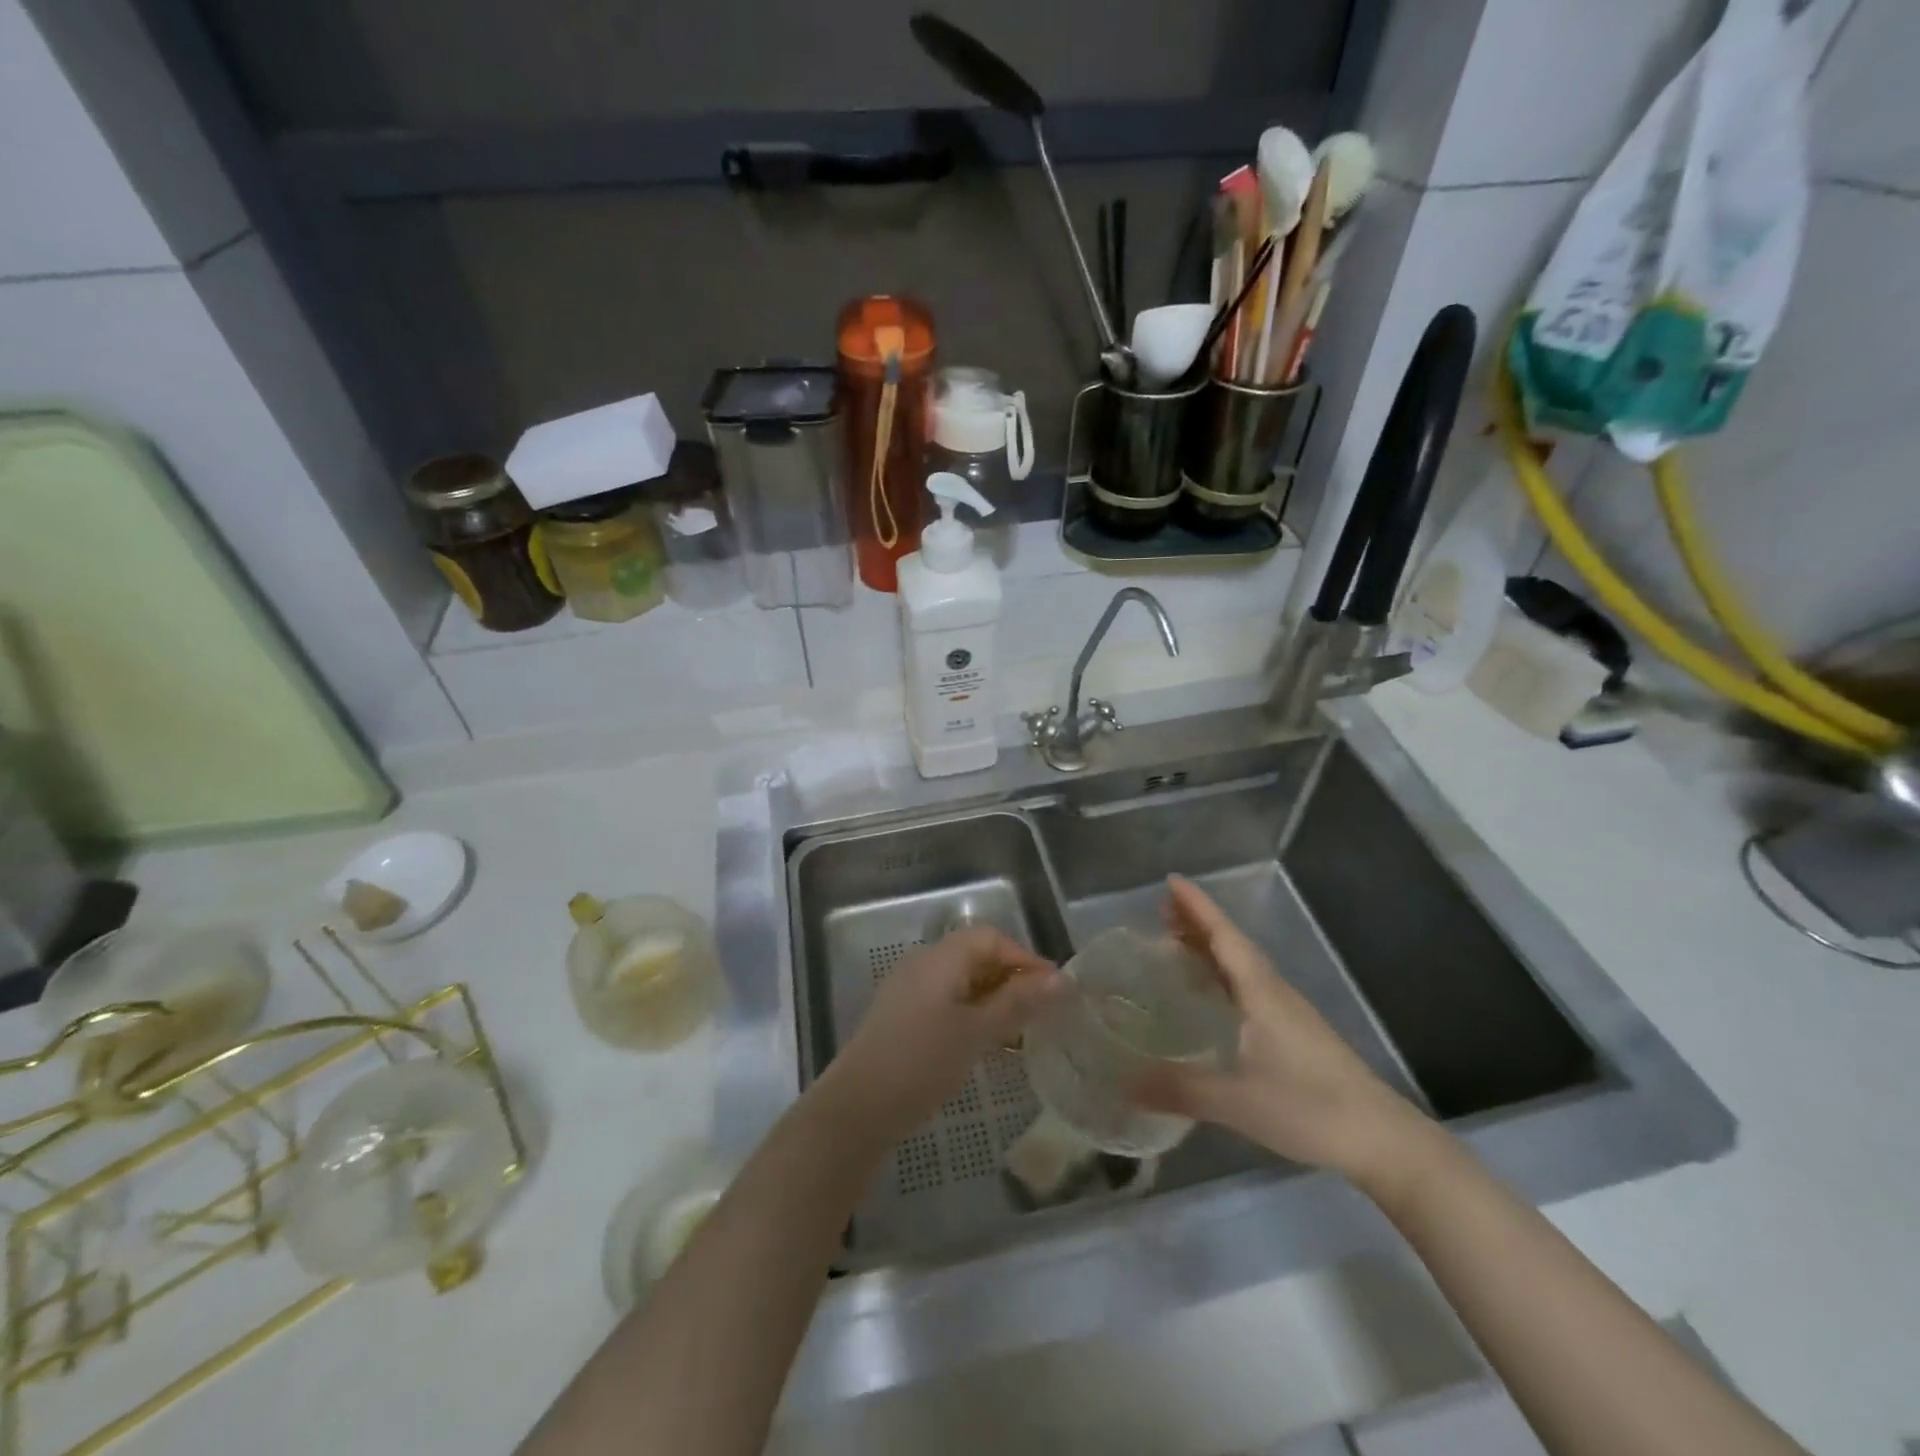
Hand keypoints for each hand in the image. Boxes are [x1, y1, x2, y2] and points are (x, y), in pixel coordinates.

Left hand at [821, 928, 1064, 1143]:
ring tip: (1021, 1032)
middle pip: (976, 955)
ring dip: (994, 999)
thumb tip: (1061, 979)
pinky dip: (973, 1013)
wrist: (858, 1108)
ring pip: (962, 980)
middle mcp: (923, 963)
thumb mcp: (977, 1032)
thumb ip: (1018, 1002)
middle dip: (1012, 979)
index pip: (991, 938)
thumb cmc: (922, 1062)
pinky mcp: (903, 1016)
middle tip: (1042, 1013)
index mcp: (940, 958)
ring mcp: (909, 989)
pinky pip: (947, 1000)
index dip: (1025, 958)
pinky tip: (987, 1044)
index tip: (1054, 991)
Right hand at [1133, 877, 1429, 1181]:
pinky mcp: (1294, 1033)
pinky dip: (1223, 975)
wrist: (1381, 1140)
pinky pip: (1248, 987)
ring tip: (1177, 943)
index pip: (1224, 935)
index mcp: (1260, 992)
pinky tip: (1212, 995)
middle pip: (1231, 944)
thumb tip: (1123, 1083)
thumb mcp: (1237, 1100)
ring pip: (1241, 965)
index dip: (1197, 907)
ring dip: (1210, 947)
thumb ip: (1179, 1089)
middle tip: (1160, 910)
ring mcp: (1287, 1012)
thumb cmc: (1309, 1107)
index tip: (1170, 881)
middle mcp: (1273, 992)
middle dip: (1197, 923)